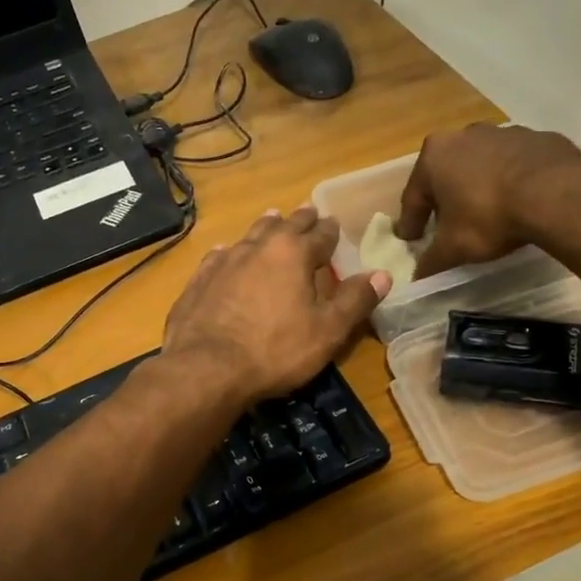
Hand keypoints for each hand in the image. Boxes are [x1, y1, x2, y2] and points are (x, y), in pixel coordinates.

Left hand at [164, 207, 390, 402]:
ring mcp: (224, 261)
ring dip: (265, 227)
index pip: (320, 235)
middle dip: (300, 219)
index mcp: (293, 254)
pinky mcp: (198, 280)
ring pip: (250, 235)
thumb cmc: (275, 351)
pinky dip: (229, 251)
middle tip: (308, 211)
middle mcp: (258, 247)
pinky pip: (218, 256)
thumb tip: (382, 275)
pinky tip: (225, 252)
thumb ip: (354, 301)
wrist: (206, 368)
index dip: (330, 231)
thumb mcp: (327, 331)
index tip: (334, 223)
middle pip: (284, 226)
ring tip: (272, 218)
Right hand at [396, 124, 580, 278]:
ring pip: (481, 166)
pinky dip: (511, 181)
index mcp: (434, 156)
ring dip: (478, 187)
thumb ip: (431, 261)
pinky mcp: (537, 138)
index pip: (413, 196)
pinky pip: (514, 164)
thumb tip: (417, 276)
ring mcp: (503, 133)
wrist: (556, 195)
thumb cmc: (489, 217)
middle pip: (447, 175)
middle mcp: (464, 136)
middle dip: (445, 199)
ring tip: (486, 214)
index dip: (411, 223)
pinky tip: (518, 202)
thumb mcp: (453, 248)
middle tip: (447, 225)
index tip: (411, 240)